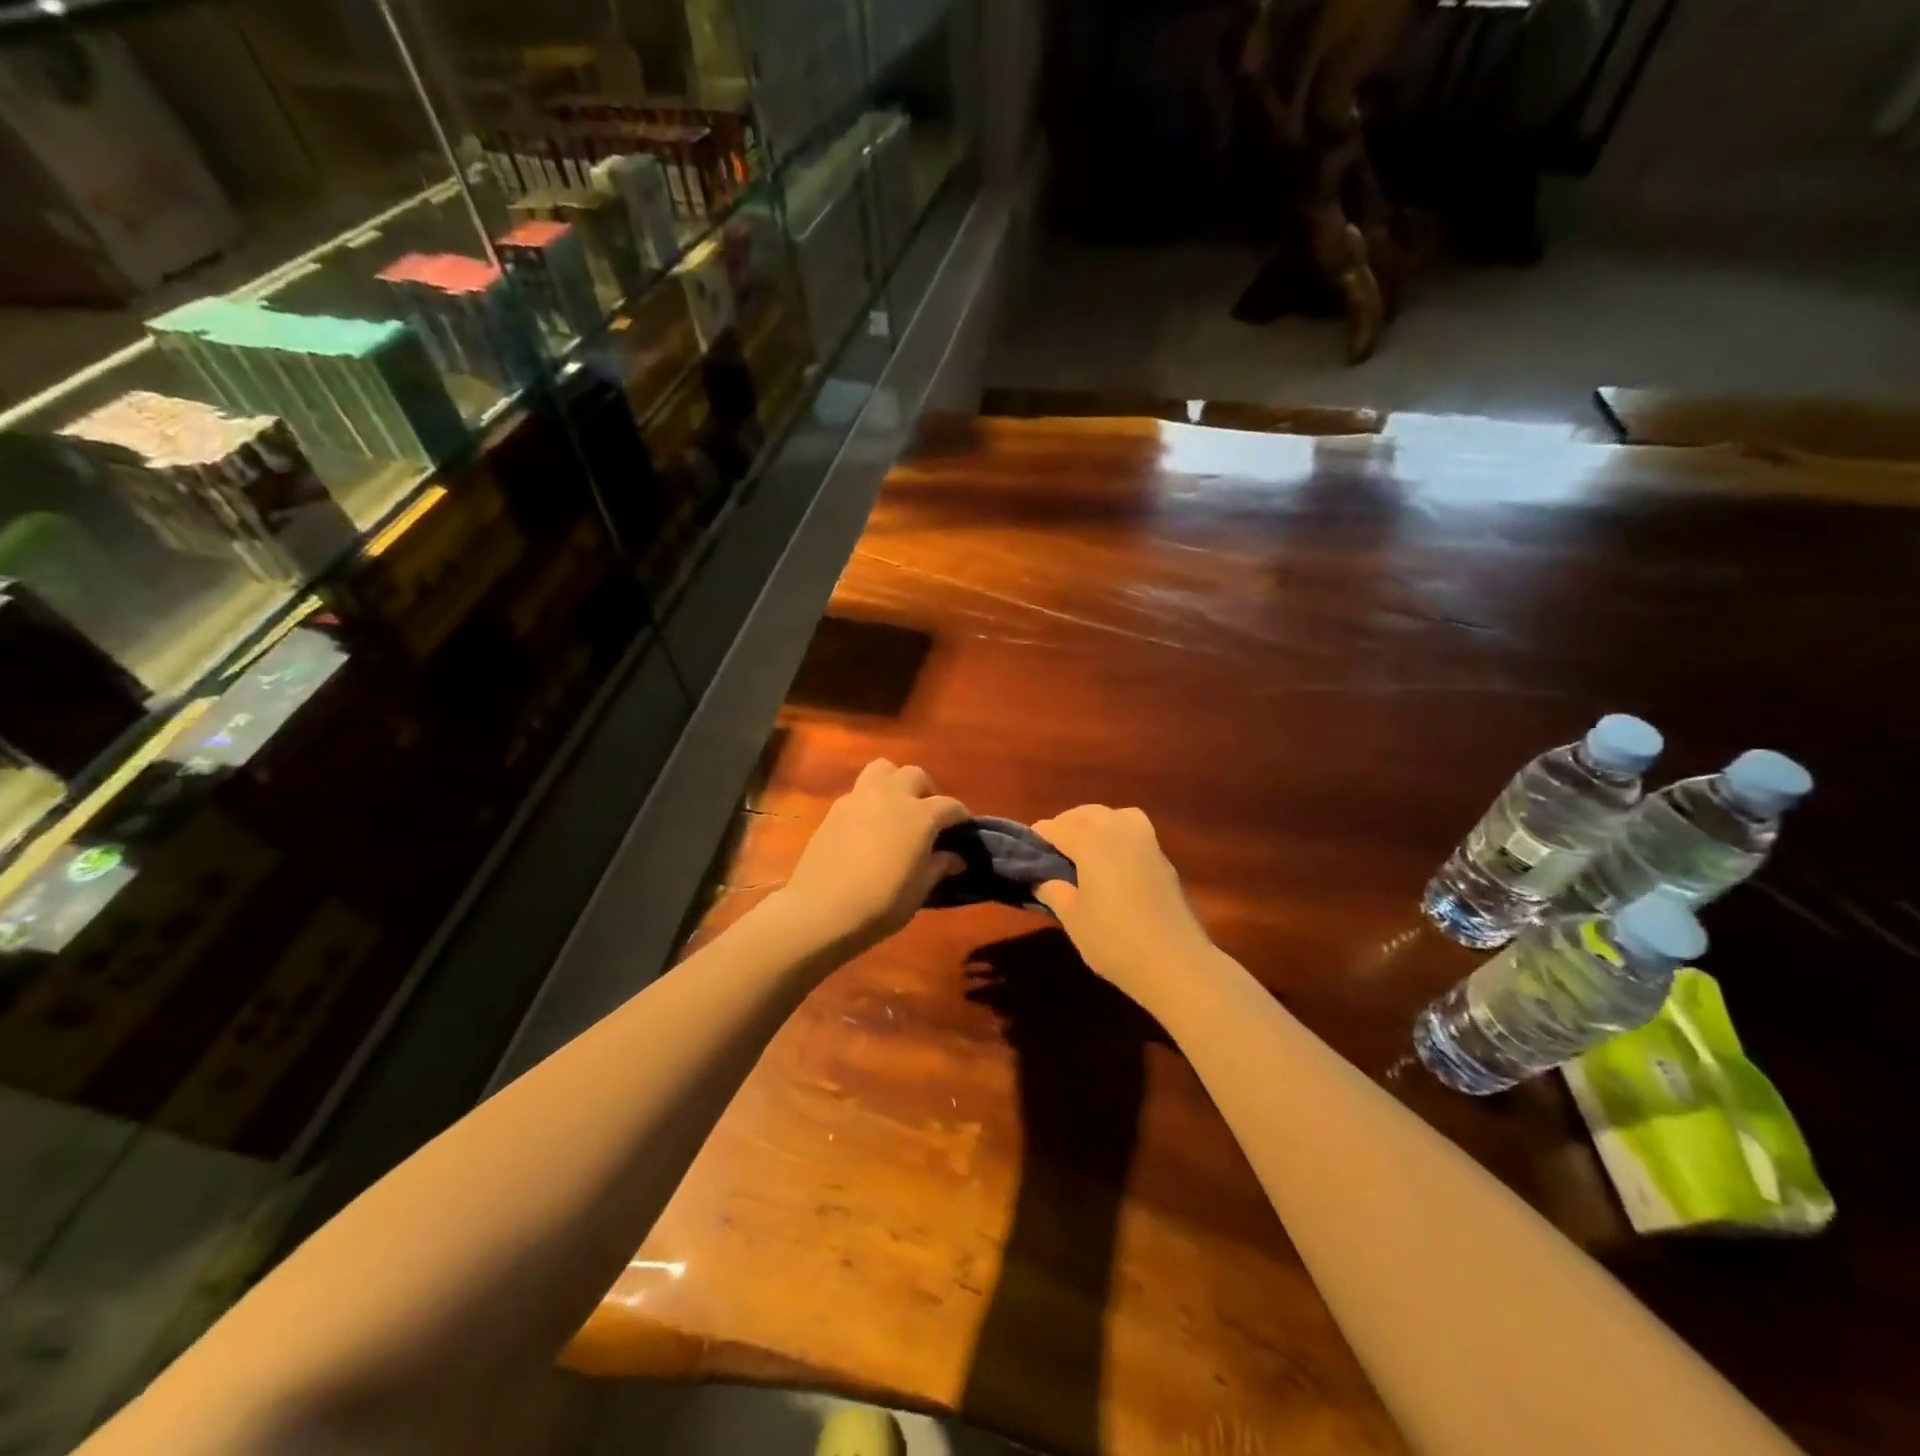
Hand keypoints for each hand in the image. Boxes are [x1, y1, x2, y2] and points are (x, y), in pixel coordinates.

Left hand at [777, 760, 968, 951]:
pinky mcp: (835, 808)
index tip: (963, 829)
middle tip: (927, 816)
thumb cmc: (882, 903)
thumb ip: (939, 866)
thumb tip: (956, 857)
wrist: (822, 910)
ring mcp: (860, 798)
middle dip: (926, 791)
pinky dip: (869, 799)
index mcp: (920, 815)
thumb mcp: (920, 889)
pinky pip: (859, 791)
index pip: (950, 806)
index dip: (960, 816)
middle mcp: (892, 796)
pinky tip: (868, 824)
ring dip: (895, 782)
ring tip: (896, 807)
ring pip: (883, 769)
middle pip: (916, 775)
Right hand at [1032, 805, 1214, 1005]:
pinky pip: (1132, 830)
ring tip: (1082, 847)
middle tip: (1051, 849)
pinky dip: (1115, 834)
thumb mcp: (1072, 918)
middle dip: (1066, 825)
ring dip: (1093, 823)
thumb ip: (1053, 891)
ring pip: (1112, 815)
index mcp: (1090, 841)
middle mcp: (1118, 829)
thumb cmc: (1113, 940)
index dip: (1039, 836)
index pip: (1057, 827)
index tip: (1027, 849)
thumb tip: (1042, 879)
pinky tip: (1110, 860)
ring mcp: (1145, 840)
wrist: (1174, 962)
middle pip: (1085, 814)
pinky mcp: (1162, 856)